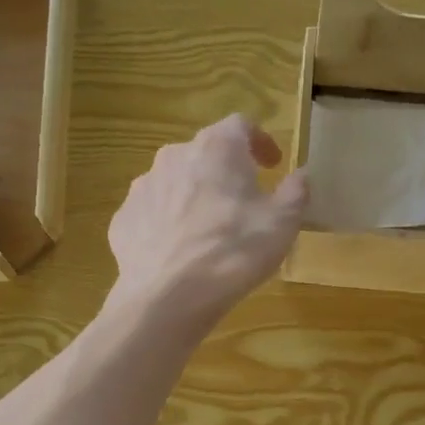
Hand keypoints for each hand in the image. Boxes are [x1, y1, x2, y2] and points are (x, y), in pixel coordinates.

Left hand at [108, 115, 308, 326]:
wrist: (165, 298)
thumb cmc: (233, 253)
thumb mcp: (282, 225)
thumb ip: (295, 193)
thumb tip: (301, 175)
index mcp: (217, 148)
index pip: (241, 125)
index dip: (260, 142)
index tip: (272, 164)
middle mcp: (174, 156)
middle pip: (204, 154)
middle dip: (224, 173)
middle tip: (241, 203)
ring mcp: (142, 188)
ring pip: (174, 184)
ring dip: (193, 198)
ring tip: (206, 233)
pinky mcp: (123, 220)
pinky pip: (151, 215)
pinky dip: (167, 226)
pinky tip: (177, 254)